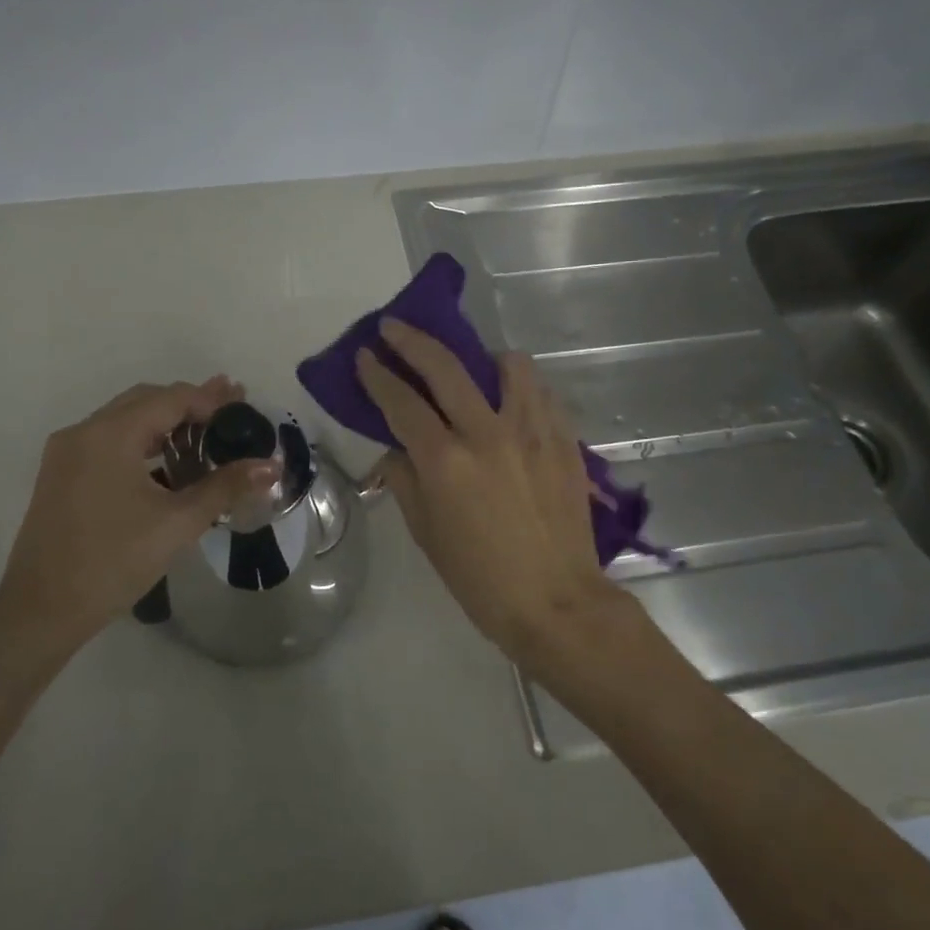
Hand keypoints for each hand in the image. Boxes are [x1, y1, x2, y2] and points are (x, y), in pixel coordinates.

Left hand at [0, 378, 277, 646]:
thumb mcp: (177, 523)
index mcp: (109, 435)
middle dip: (189, 403)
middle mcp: (83, 432)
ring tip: (205, 432)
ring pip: (124, 420)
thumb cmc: (113, 562)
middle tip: (230, 409)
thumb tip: (271, 467)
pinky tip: (166, 461)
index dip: (210, 399)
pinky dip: (141, 441)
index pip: (170, 399)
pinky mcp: (60, 474)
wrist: (41, 610)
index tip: (243, 402)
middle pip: (145, 401)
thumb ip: (225, 487)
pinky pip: (108, 441)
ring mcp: (66, 453)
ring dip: (164, 421)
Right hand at [356, 320, 614, 661]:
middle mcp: (486, 434)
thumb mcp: (426, 534)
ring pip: (508, 366)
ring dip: (482, 357)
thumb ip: (405, 481)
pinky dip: (522, 387)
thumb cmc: (479, 578)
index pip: (401, 403)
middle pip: (445, 368)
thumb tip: (397, 450)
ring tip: (475, 368)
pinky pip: (543, 394)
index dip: (377, 375)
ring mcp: (531, 433)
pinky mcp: (564, 442)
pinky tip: (514, 400)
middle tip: (395, 327)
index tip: (365, 355)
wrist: (556, 603)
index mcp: (445, 462)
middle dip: (413, 341)